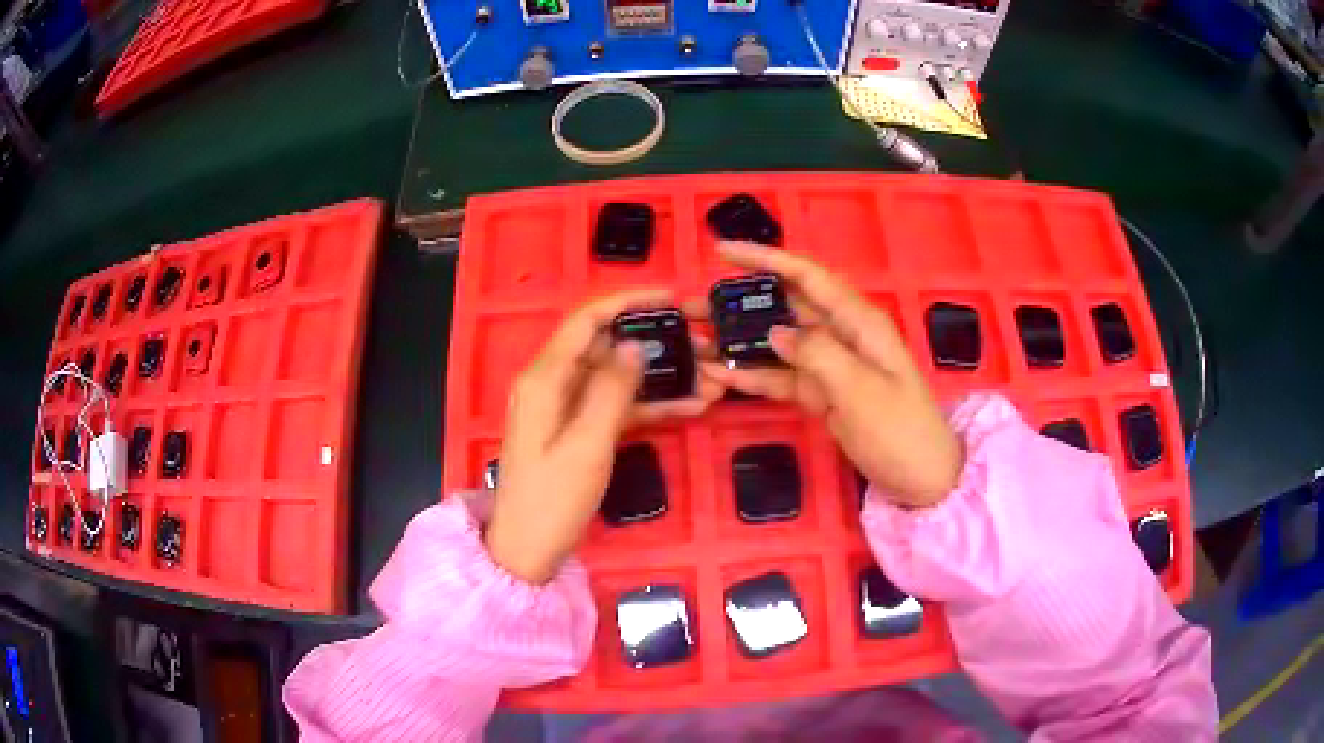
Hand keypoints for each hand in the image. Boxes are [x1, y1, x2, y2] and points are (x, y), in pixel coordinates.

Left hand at [486, 290, 724, 583]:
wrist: (527, 551)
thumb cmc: (553, 500)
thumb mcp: (587, 444)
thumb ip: (612, 390)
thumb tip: (635, 343)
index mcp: (545, 377)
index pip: (587, 320)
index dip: (628, 301)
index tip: (673, 297)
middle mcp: (552, 382)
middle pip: (605, 344)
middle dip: (654, 338)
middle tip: (702, 340)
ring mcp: (564, 407)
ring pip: (616, 376)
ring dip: (659, 375)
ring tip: (709, 374)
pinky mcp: (576, 429)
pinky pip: (615, 405)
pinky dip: (648, 404)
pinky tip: (691, 405)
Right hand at [700, 242, 963, 507]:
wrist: (922, 479)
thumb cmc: (900, 431)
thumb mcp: (861, 391)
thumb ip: (818, 355)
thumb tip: (775, 331)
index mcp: (858, 322)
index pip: (807, 276)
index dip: (766, 258)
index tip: (722, 251)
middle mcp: (841, 334)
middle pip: (786, 304)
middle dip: (741, 300)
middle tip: (693, 304)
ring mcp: (830, 365)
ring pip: (778, 340)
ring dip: (740, 339)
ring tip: (695, 338)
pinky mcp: (822, 393)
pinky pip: (782, 376)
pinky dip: (753, 375)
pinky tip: (718, 374)